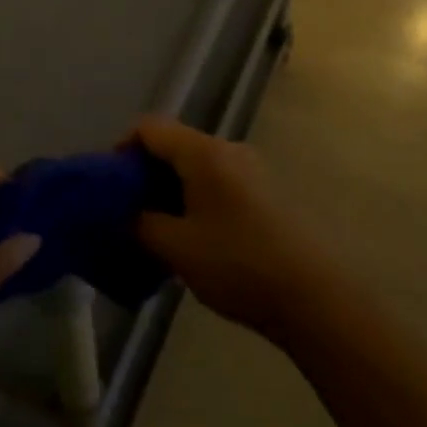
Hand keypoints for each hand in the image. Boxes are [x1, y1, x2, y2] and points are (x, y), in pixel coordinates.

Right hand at [131, 117, 329, 340]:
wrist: (317, 298)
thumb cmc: (239, 265)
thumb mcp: (177, 248)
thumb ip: (141, 225)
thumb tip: (124, 215)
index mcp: (203, 152)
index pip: (149, 128)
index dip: (121, 149)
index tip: (109, 186)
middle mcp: (228, 150)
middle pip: (174, 144)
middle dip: (145, 173)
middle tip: (128, 211)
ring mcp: (252, 170)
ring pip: (196, 165)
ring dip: (171, 189)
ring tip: (157, 228)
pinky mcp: (267, 193)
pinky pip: (218, 182)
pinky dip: (195, 198)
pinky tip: (193, 237)